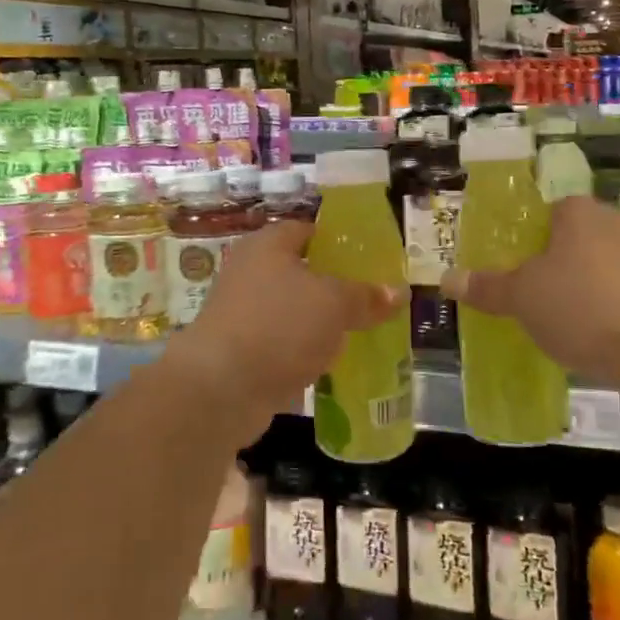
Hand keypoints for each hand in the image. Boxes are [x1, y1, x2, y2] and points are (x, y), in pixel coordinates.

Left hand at [172, 221, 400, 436]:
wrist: (220, 388)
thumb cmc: (279, 326)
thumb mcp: (334, 304)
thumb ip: (366, 296)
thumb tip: (398, 291)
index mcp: (267, 246)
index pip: (307, 230)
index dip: (338, 242)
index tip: (370, 259)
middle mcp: (249, 272)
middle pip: (301, 271)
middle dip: (334, 286)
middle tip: (372, 298)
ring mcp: (242, 313)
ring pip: (292, 310)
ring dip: (320, 322)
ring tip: (360, 332)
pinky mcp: (241, 350)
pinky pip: (282, 342)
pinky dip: (303, 350)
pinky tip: (331, 364)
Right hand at [443, 195, 619, 388]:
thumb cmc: (583, 307)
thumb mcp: (522, 299)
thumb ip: (486, 287)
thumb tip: (447, 278)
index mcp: (578, 212)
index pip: (547, 213)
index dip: (528, 241)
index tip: (516, 272)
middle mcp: (617, 222)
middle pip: (575, 241)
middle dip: (556, 267)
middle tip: (535, 300)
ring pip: (603, 268)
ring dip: (587, 290)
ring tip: (567, 325)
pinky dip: (613, 310)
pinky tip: (602, 339)